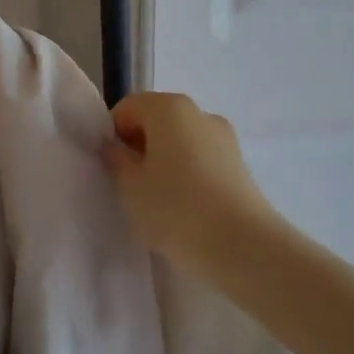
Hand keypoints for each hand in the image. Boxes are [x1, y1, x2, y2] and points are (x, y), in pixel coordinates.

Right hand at [103, 92, 285, 271]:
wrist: (243, 246)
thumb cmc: (176, 209)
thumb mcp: (130, 187)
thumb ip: (116, 160)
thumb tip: (116, 148)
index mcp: (169, 108)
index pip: (128, 107)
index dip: (113, 133)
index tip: (110, 166)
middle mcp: (199, 112)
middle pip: (157, 120)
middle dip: (139, 146)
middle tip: (130, 185)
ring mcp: (224, 137)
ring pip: (181, 141)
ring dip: (164, 161)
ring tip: (158, 200)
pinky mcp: (239, 164)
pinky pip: (201, 159)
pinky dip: (187, 173)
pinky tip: (184, 207)